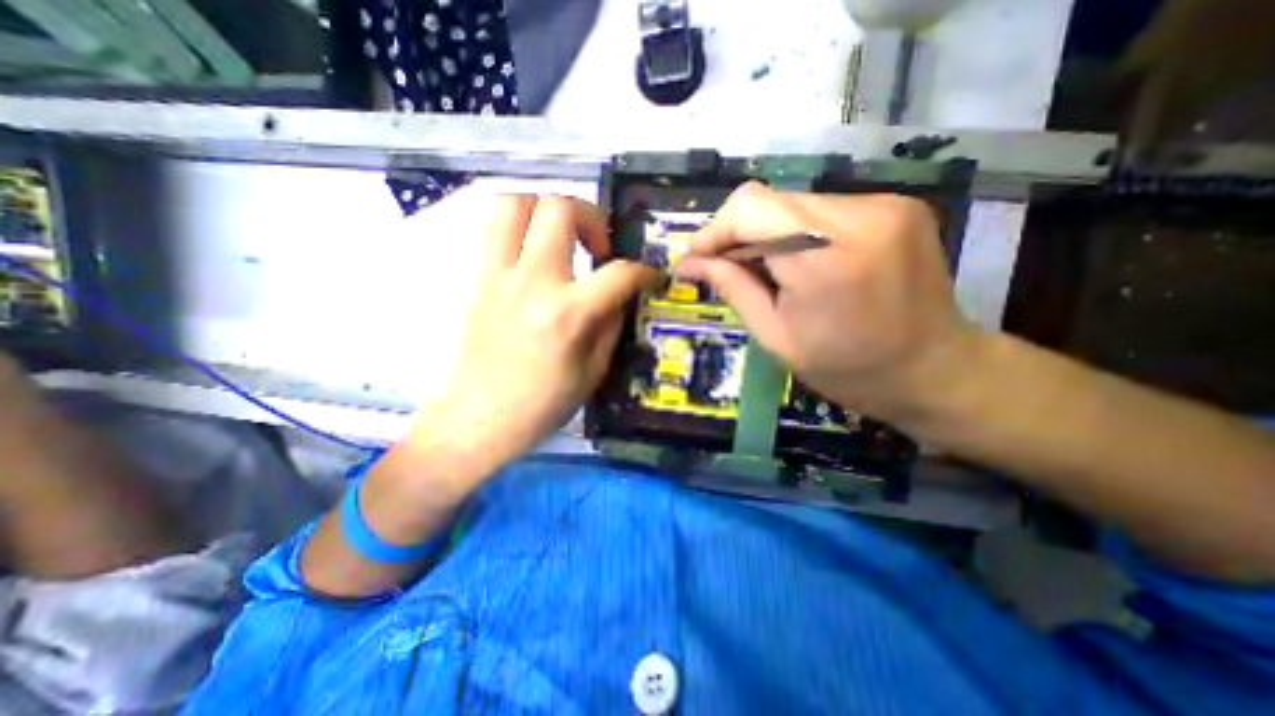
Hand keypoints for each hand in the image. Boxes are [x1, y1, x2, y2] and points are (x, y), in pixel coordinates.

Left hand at [407, 192, 661, 478]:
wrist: (481, 418)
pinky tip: (535, 254)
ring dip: (547, 210)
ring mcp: (497, 276)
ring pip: (515, 203)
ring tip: (563, 239)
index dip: (645, 272)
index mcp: (566, 314)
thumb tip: (620, 294)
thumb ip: (611, 322)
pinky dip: (520, 227)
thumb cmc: (544, 404)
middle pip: (559, 208)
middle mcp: (530, 282)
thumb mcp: (594, 370)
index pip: (618, 273)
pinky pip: (493, 228)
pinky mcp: (478, 279)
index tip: (651, 277)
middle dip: (592, 217)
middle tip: (599, 248)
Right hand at [681, 183, 977, 423]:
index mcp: (825, 259)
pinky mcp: (896, 204)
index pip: (750, 207)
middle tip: (728, 268)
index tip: (698, 257)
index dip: (715, 228)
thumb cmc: (846, 368)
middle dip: (738, 233)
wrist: (934, 370)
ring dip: (769, 233)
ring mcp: (884, 204)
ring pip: (795, 203)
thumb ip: (733, 289)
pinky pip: (824, 208)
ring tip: (770, 271)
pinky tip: (805, 262)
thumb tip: (689, 263)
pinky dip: (800, 231)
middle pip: (770, 199)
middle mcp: (859, 216)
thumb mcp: (776, 338)